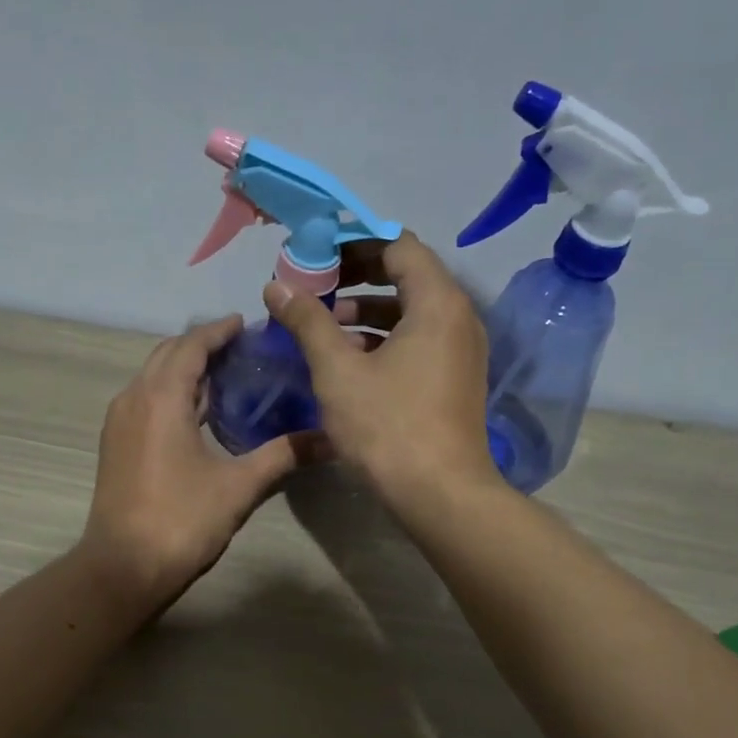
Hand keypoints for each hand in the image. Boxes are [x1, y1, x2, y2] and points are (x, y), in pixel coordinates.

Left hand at [82, 314, 315, 607]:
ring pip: (153, 377)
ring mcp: (119, 421)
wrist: (123, 568)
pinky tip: (198, 413)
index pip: (191, 345)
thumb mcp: (240, 486)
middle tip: (242, 349)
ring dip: (185, 368)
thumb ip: (283, 455)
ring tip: (226, 375)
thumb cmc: (182, 520)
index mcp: (162, 397)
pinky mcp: (116, 443)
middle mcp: (134, 398)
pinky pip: (145, 399)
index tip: (247, 324)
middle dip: (202, 344)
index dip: (219, 331)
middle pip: (168, 354)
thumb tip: (329, 439)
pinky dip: (171, 392)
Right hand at [262, 233, 497, 510]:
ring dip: (368, 310)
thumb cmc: (388, 425)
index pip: (397, 245)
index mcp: (437, 302)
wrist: (440, 494)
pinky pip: (420, 339)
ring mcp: (461, 350)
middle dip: (357, 276)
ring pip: (412, 311)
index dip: (352, 243)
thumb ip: (307, 321)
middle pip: (407, 275)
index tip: (315, 254)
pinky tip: (350, 358)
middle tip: (316, 284)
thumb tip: (276, 286)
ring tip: (325, 324)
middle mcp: (458, 317)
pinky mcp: (456, 378)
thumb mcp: (337, 370)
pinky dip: (385, 338)